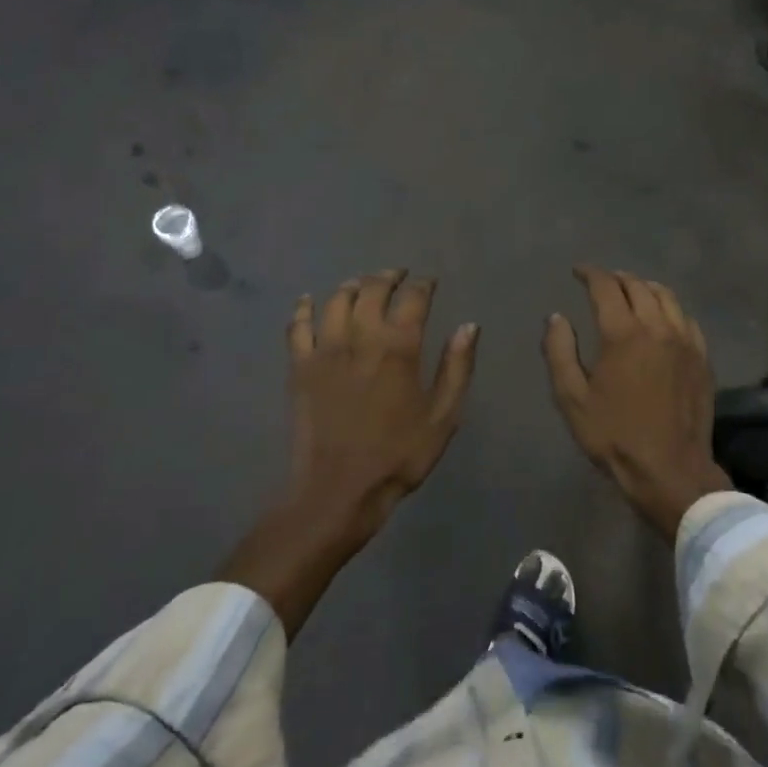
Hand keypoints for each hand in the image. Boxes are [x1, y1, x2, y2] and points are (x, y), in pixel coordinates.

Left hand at [221, 271, 477, 635]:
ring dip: (351, 286)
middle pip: (372, 289)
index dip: (423, 285)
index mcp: (399, 347)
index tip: (429, 282)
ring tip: (361, 285)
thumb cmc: (398, 456)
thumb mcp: (442, 417)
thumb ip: (457, 368)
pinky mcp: (299, 367)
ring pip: (336, 300)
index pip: (413, 298)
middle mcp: (361, 337)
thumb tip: (469, 326)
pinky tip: (308, 300)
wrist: (338, 490)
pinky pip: (297, 326)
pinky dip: (303, 308)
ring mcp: (325, 349)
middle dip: (388, 277)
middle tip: (398, 275)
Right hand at [543, 267, 731, 540]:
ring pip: (667, 297)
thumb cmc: (614, 435)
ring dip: (645, 287)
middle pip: (638, 286)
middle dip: (617, 278)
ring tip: (632, 290)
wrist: (670, 470)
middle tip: (602, 281)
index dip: (590, 273)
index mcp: (623, 334)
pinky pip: (686, 318)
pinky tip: (662, 317)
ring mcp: (685, 341)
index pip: (606, 287)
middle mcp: (657, 327)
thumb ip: (559, 352)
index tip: (578, 271)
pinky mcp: (702, 358)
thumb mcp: (572, 398)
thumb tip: (556, 317)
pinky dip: (670, 308)